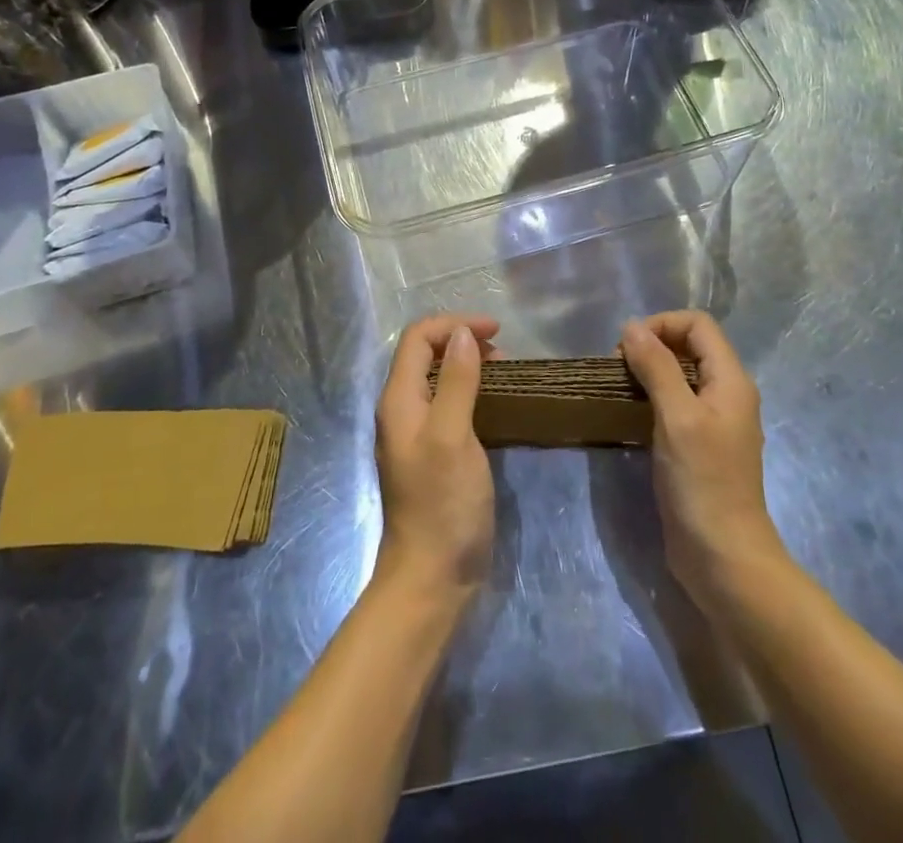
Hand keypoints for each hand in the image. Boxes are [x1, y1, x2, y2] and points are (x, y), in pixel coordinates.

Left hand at [373, 312, 499, 601]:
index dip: (455, 324)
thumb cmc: (443, 503)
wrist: (431, 577)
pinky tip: (494, 403)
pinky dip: (470, 390)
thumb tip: (463, 334)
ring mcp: (416, 433)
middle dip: (462, 341)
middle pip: (425, 354)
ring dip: (468, 365)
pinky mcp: (432, 453)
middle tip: (503, 352)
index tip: (496, 331)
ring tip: (504, 372)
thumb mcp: (452, 436)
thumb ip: (457, 381)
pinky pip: (448, 404)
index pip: (418, 338)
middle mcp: (402, 410)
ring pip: (438, 378)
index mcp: (399, 399)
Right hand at [621, 311, 785, 615]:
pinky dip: (653, 398)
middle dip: (653, 345)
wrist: (723, 558)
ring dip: (650, 372)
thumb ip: (657, 367)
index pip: (698, 325)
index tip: (628, 347)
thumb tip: (632, 327)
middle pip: (690, 346)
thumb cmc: (702, 482)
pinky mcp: (701, 446)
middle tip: (618, 367)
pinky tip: (631, 415)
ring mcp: (715, 422)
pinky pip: (677, 404)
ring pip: (681, 376)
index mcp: (731, 380)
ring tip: (620, 388)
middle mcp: (728, 394)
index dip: (662, 324)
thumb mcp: (677, 417)